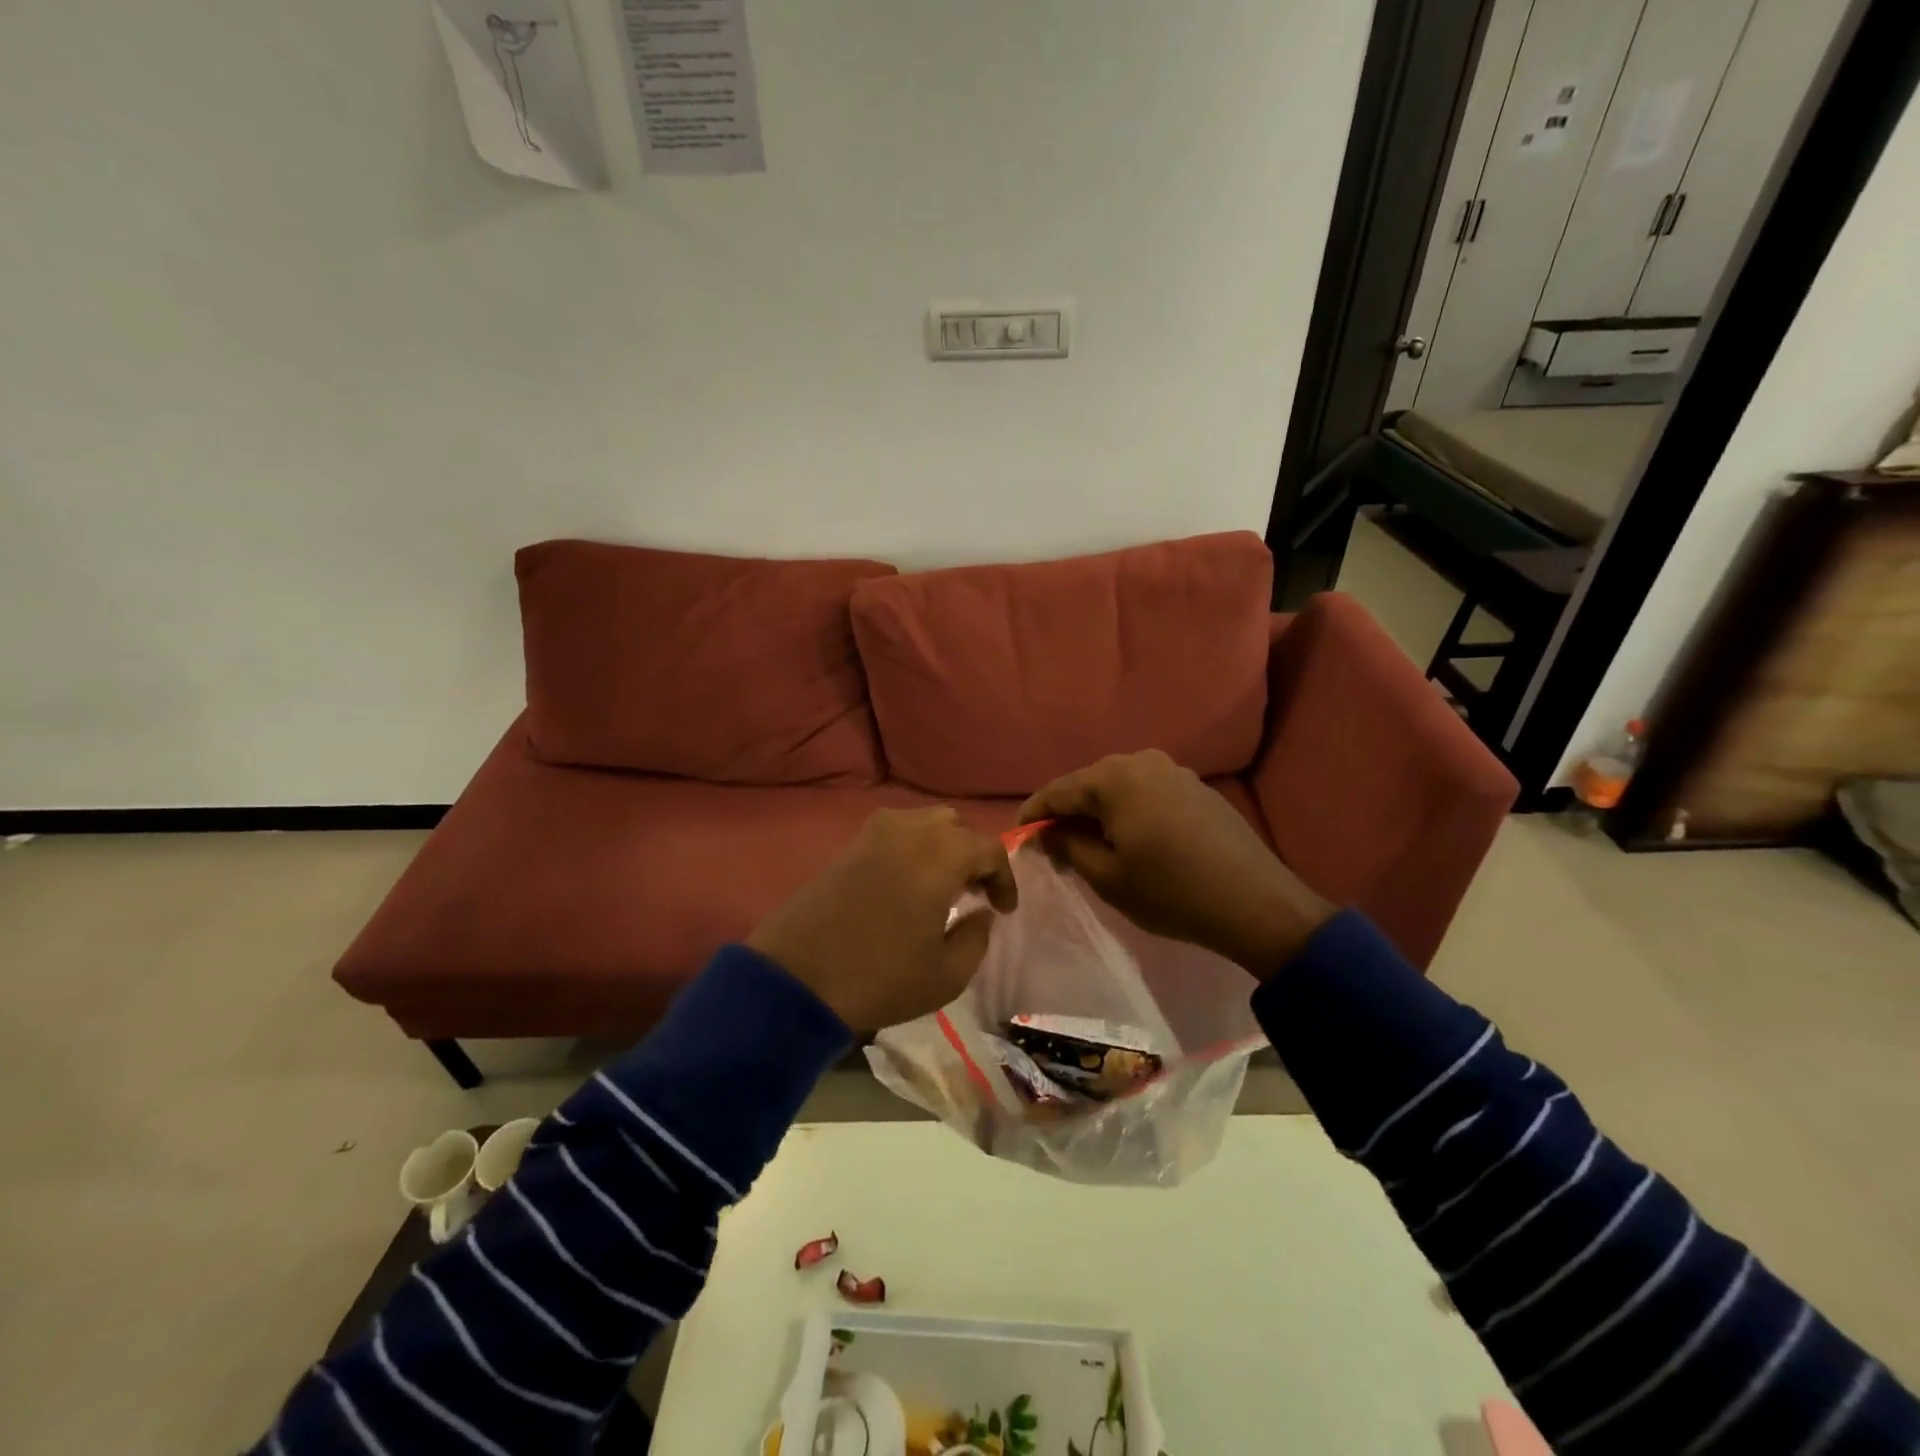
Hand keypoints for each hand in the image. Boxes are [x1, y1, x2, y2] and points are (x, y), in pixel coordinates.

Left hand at [748, 807, 1017, 1031]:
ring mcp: (874, 834)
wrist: (796, 978)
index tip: (1003, 910)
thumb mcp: (946, 975)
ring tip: (941, 887)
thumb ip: (976, 937)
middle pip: (955, 825)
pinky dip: (912, 849)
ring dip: (942, 847)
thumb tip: (981, 913)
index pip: (989, 848)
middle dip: (972, 854)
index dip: (1004, 878)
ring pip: (923, 823)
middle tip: (973, 892)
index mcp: (941, 855)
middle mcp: (910, 830)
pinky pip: (894, 833)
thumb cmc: (879, 977)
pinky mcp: (848, 846)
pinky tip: (907, 885)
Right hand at [1018, 750, 1332, 981]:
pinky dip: (1127, 811)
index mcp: (1114, 778)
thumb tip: (1046, 831)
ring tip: (1088, 845)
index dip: (1032, 814)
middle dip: (1066, 813)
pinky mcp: (1195, 786)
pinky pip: (1145, 791)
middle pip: (1088, 784)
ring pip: (1118, 787)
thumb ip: (1067, 846)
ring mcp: (1173, 770)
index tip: (1018, 837)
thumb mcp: (1107, 876)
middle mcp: (1141, 761)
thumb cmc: (1172, 892)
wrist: (1256, 903)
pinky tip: (1129, 838)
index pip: (1057, 790)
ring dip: (1098, 812)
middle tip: (1052, 847)